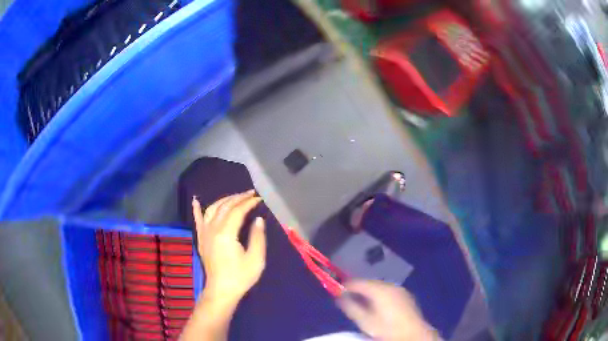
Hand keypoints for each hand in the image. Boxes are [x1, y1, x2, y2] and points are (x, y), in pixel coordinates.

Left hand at [192, 190, 265, 304]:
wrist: (221, 290)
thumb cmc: (240, 276)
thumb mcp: (255, 259)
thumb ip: (257, 237)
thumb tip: (258, 219)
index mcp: (226, 234)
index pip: (237, 211)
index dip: (248, 203)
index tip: (259, 199)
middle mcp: (212, 229)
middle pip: (225, 207)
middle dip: (238, 198)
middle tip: (250, 193)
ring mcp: (204, 233)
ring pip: (212, 209)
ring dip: (224, 200)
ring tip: (235, 196)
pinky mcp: (201, 239)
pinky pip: (197, 220)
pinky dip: (196, 209)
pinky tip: (196, 200)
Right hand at [337, 280, 438, 340]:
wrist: (413, 334)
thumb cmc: (386, 329)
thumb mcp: (365, 321)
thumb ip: (351, 307)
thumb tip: (339, 297)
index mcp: (379, 290)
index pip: (358, 282)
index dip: (347, 285)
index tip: (338, 290)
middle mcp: (390, 285)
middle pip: (370, 283)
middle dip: (358, 288)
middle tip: (348, 296)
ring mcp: (399, 289)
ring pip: (380, 286)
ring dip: (369, 291)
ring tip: (361, 301)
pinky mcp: (405, 295)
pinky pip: (388, 290)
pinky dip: (380, 294)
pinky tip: (377, 304)